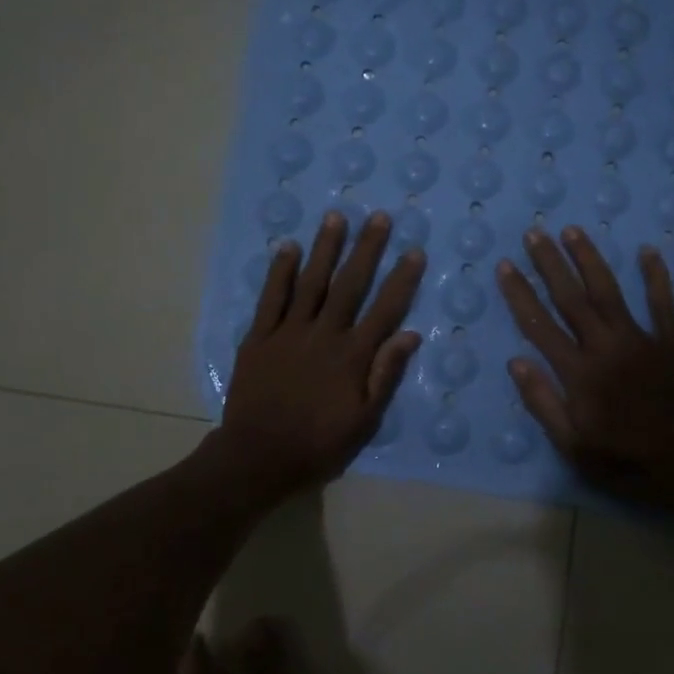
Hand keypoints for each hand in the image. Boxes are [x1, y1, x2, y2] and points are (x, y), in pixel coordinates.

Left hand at [213, 211, 425, 496]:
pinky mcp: (259, 337)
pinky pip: (271, 298)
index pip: (384, 310)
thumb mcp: (364, 420)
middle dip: (366, 249)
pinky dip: (280, 272)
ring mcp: (288, 332)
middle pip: (350, 285)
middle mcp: (324, 335)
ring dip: (325, 248)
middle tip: (379, 217)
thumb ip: (386, 375)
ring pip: (311, 282)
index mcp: (353, 356)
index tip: (414, 251)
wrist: (258, 456)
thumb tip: (411, 335)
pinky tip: (289, 247)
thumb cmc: (318, 443)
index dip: (401, 280)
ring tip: (337, 217)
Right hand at [496, 226, 673, 504]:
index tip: (505, 266)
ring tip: (573, 230)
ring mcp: (641, 340)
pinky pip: (662, 302)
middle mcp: (605, 347)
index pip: (540, 325)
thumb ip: (543, 403)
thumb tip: (516, 363)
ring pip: (609, 291)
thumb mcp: (572, 445)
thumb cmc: (623, 459)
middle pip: (571, 298)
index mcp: (578, 373)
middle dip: (550, 264)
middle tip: (534, 233)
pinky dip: (656, 276)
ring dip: (589, 259)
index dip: (520, 294)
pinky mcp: (672, 341)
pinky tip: (647, 250)